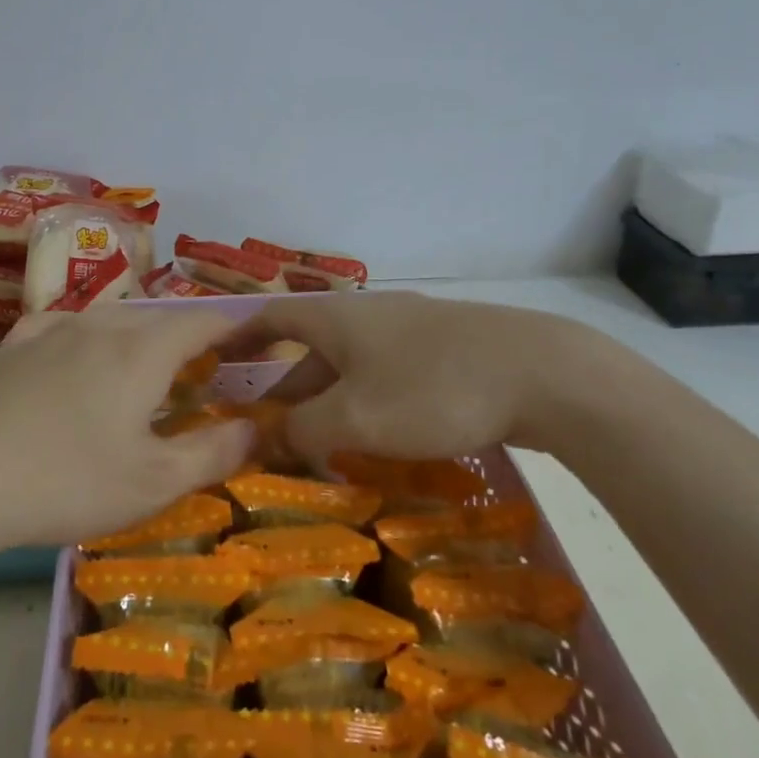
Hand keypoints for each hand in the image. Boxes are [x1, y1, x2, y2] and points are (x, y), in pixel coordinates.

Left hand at [0, 305, 254, 553]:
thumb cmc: (68, 482)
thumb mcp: (154, 482)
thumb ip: (213, 452)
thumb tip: (255, 428)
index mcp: (142, 350)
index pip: (203, 321)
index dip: (235, 327)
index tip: (254, 339)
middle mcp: (101, 325)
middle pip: (158, 318)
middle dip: (189, 337)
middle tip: (204, 371)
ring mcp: (52, 330)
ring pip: (112, 318)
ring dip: (140, 336)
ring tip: (146, 366)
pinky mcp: (16, 347)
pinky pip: (66, 325)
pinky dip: (89, 336)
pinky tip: (78, 352)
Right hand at [234, 291, 611, 468]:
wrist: (541, 372)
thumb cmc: (431, 389)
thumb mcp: (356, 418)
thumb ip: (304, 430)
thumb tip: (270, 438)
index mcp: (337, 318)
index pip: (272, 318)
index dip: (241, 338)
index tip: (217, 361)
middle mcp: (368, 313)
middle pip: (312, 348)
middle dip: (287, 388)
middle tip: (269, 431)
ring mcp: (411, 328)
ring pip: (352, 364)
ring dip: (329, 400)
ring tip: (319, 443)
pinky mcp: (447, 348)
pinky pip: (388, 372)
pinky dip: (367, 401)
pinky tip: (379, 435)